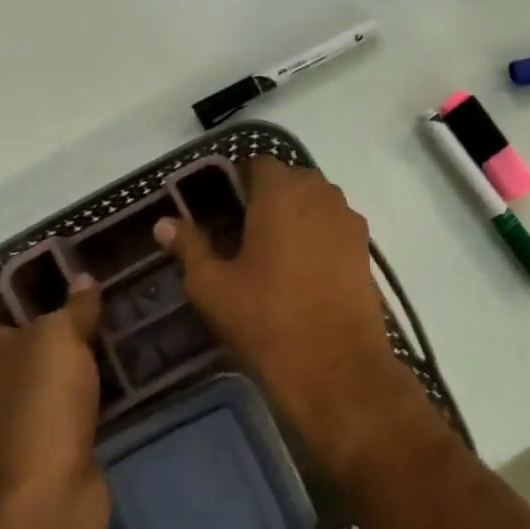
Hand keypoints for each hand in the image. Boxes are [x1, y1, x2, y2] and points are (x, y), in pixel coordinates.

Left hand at [0, 275, 108, 528]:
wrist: (49, 490)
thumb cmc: (42, 401)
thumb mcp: (60, 337)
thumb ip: (74, 307)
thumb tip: (82, 277)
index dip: (27, 293)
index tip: (67, 275)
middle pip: (31, 340)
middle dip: (63, 323)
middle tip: (106, 298)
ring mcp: (25, 413)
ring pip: (56, 372)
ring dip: (82, 357)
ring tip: (120, 327)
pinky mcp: (54, 438)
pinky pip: (76, 400)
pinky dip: (94, 388)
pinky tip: (122, 371)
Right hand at [153, 158, 436, 481]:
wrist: (336, 365)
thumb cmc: (266, 318)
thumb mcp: (213, 285)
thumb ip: (189, 246)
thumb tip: (164, 223)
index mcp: (281, 192)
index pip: (258, 163)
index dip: (238, 179)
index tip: (222, 207)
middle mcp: (320, 193)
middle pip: (290, 179)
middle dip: (267, 195)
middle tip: (242, 230)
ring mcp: (348, 220)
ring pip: (316, 201)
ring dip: (295, 214)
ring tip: (272, 250)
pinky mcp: (366, 248)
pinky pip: (335, 225)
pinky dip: (318, 234)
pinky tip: (302, 269)